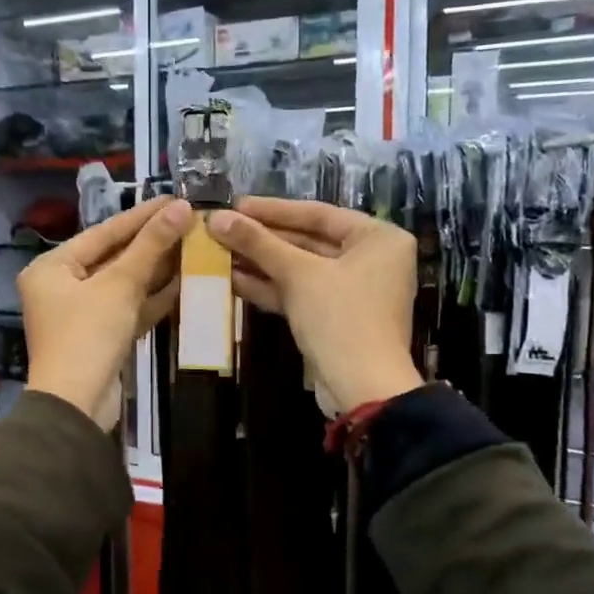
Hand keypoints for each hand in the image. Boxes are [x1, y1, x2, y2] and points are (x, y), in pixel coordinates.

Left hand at [21, 197, 191, 426]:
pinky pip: (129, 308)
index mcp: (53, 267)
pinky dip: (153, 298)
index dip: (142, 216)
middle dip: (153, 243)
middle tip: (190, 221)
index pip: (104, 232)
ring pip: (124, 284)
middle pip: (114, 257)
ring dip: (157, 269)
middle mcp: (62, 286)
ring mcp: (82, 314)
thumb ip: (151, 246)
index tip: (176, 199)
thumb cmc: (88, 335)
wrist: (77, 406)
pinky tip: (185, 282)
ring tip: (194, 246)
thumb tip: (182, 208)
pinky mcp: (101, 337)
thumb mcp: (119, 285)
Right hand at [208, 198, 422, 413]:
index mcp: (378, 238)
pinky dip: (271, 287)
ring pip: (301, 269)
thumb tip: (216, 218)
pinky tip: (233, 280)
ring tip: (219, 253)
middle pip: (308, 241)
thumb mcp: (299, 274)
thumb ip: (258, 243)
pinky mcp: (335, 317)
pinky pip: (300, 293)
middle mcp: (371, 260)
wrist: (362, 388)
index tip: (235, 205)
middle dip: (263, 239)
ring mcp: (353, 291)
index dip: (273, 210)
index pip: (318, 213)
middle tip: (222, 229)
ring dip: (261, 263)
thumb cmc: (340, 317)